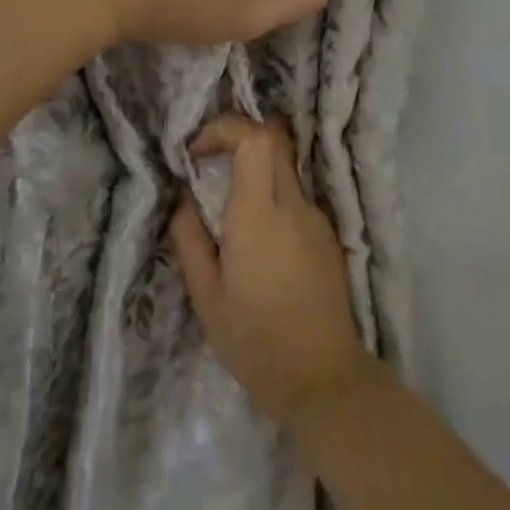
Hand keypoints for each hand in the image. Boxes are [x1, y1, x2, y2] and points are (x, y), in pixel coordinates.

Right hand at [170, 116, 375, 426]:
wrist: (322, 380)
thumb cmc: (254, 341)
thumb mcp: (206, 296)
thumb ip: (189, 239)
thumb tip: (182, 199)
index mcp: (259, 215)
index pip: (256, 138)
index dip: (225, 129)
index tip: (196, 153)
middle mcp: (293, 205)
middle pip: (275, 140)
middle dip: (239, 137)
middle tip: (210, 163)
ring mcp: (316, 218)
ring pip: (286, 166)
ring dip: (256, 168)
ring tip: (228, 207)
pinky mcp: (328, 234)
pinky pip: (296, 195)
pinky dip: (272, 194)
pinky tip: (257, 236)